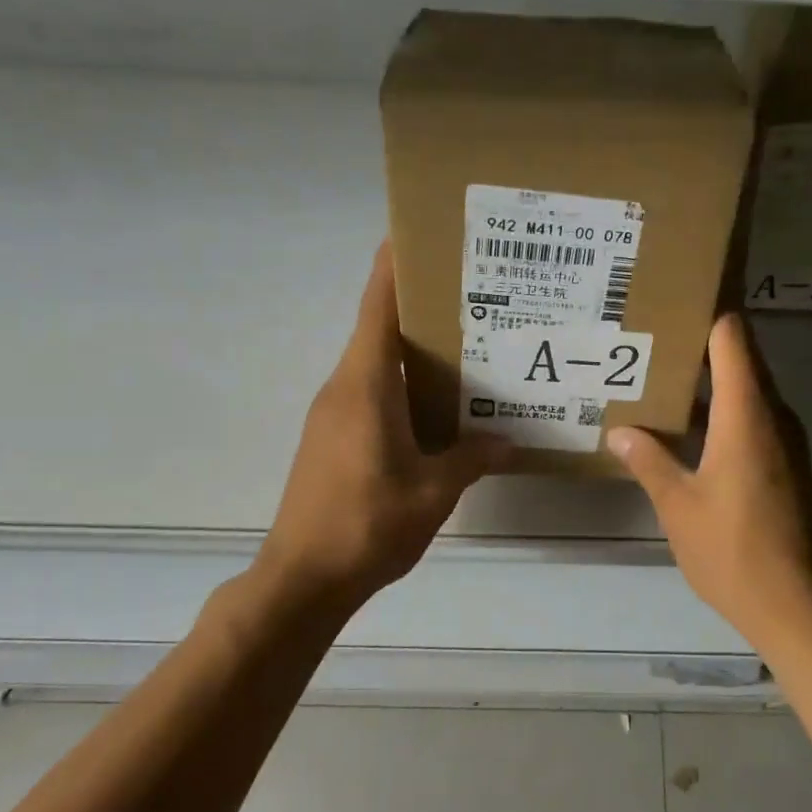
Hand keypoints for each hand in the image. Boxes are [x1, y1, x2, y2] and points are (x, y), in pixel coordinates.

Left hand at [255, 244, 506, 606]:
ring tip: (469, 348)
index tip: (419, 233)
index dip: (394, 265)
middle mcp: (344, 387)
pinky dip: (405, 387)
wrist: (303, 578)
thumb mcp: (434, 491)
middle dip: (421, 307)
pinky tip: (440, 408)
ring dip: (415, 352)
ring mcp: (333, 414)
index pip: (377, 306)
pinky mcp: (331, 439)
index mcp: (366, 384)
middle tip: (476, 297)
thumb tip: (508, 443)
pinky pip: (372, 395)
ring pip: (377, 364)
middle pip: (380, 329)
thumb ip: (472, 458)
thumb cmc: (368, 524)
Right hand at [607, 314, 811, 650]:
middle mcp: (773, 415)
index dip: (707, 310)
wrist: (796, 605)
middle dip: (698, 343)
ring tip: (657, 377)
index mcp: (747, 413)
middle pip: (741, 357)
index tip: (672, 298)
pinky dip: (721, 412)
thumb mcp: (677, 505)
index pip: (732, 336)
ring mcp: (785, 441)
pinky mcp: (786, 465)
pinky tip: (683, 429)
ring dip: (708, 381)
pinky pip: (752, 419)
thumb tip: (619, 430)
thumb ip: (648, 460)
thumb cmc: (732, 550)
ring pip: (746, 390)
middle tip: (648, 337)